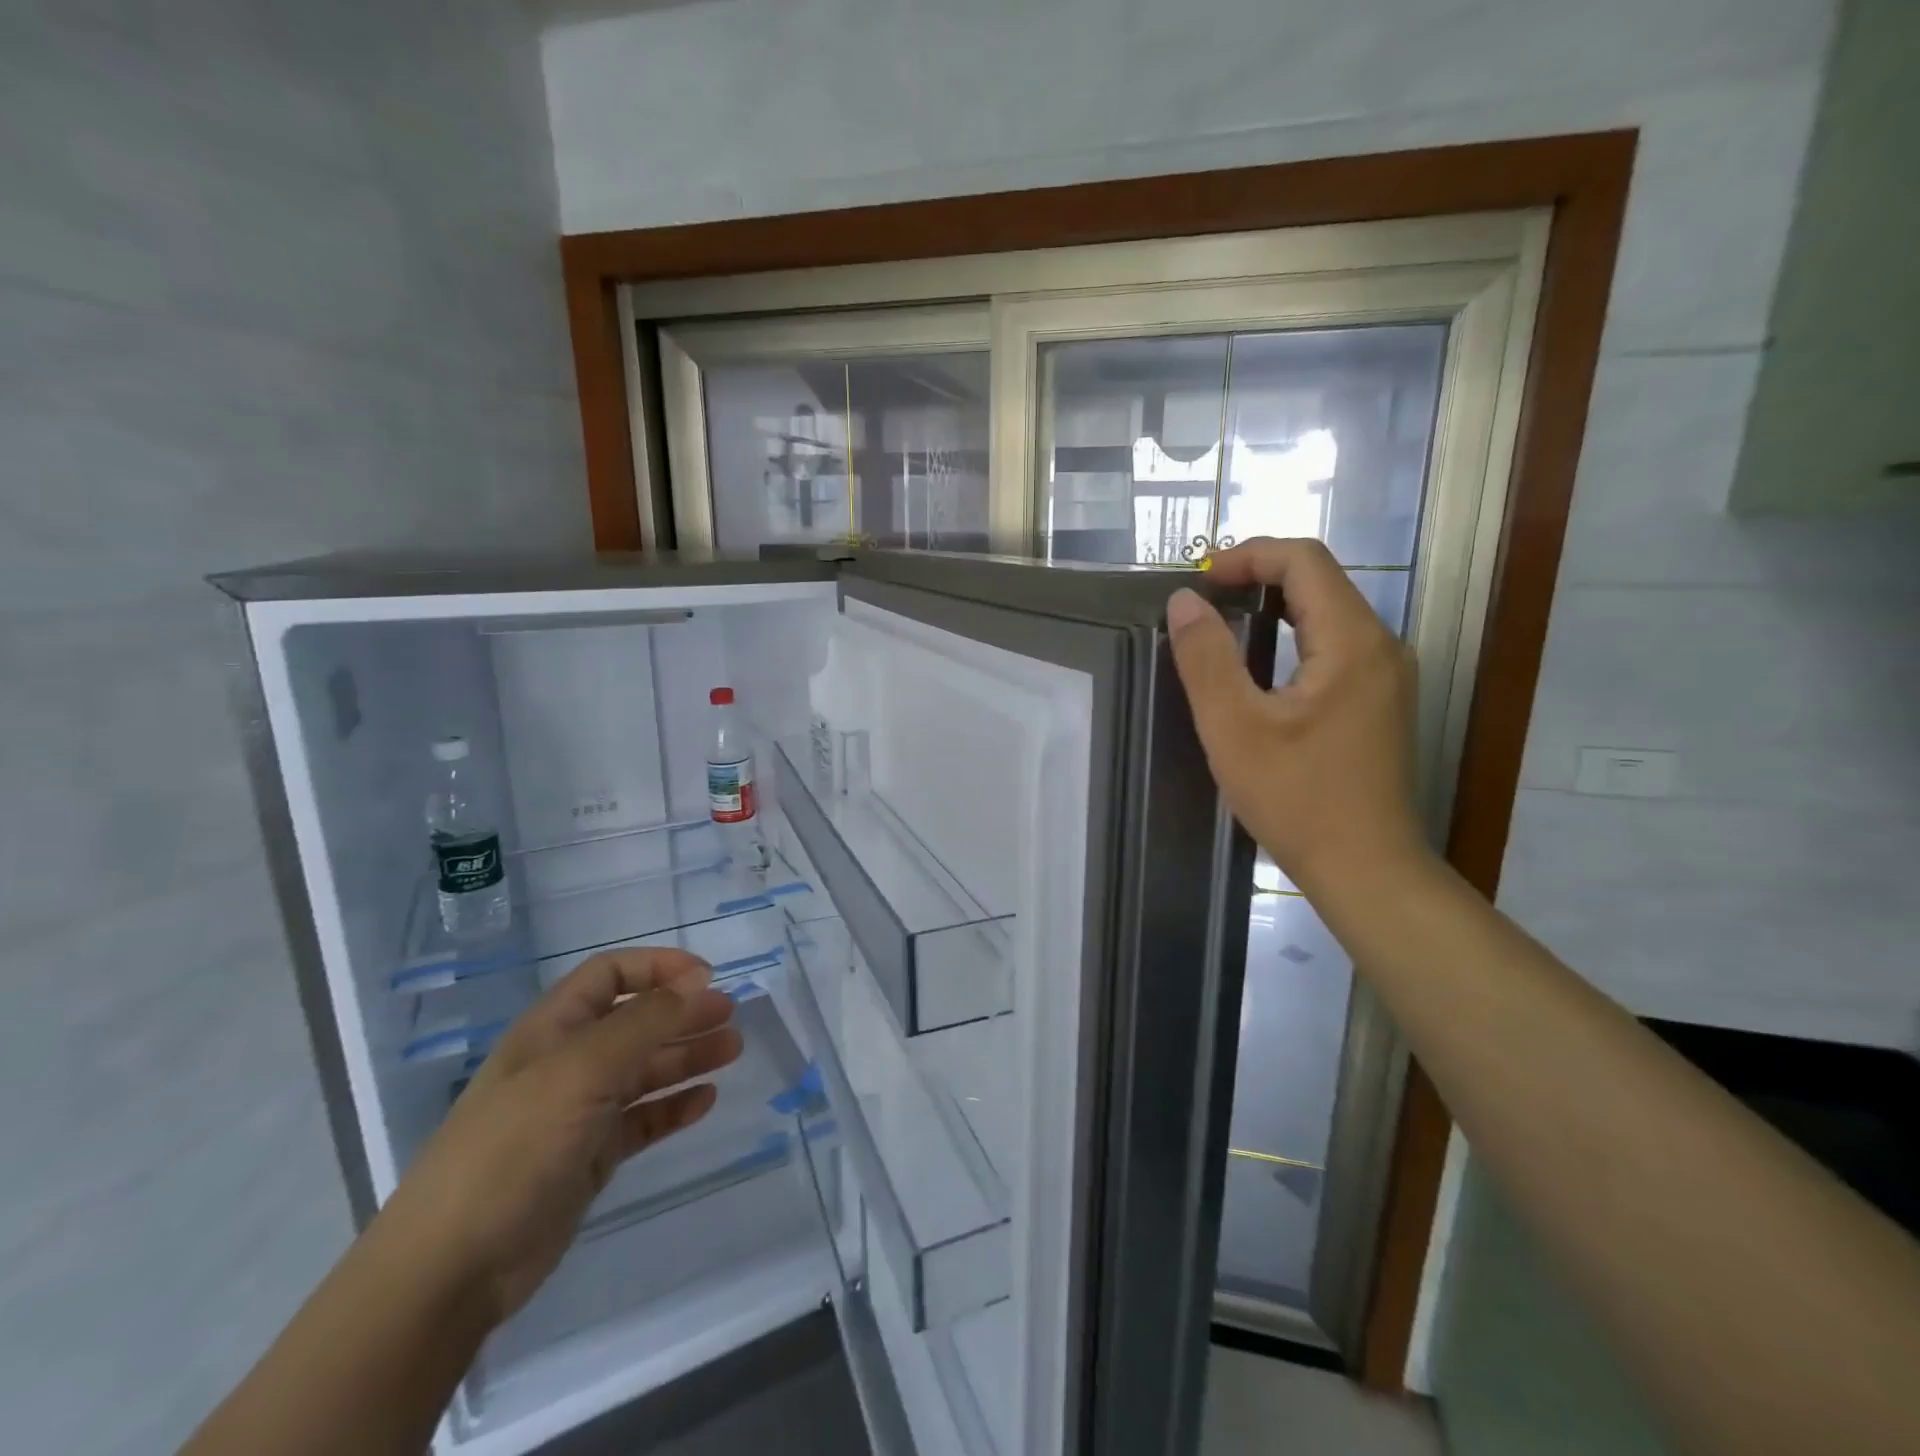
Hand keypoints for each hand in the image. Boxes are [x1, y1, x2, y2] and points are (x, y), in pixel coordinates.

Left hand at [374, 948, 741, 1323]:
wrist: (449, 1270)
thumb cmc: (514, 1148)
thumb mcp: (582, 1070)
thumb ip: (645, 1022)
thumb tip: (699, 981)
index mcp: (552, 1029)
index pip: (610, 975)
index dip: (658, 967)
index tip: (707, 978)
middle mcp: (566, 1063)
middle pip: (635, 1022)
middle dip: (683, 1013)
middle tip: (731, 1017)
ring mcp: (577, 1112)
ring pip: (643, 1070)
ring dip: (687, 1056)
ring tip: (732, 1052)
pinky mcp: (588, 1158)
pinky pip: (641, 1120)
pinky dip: (673, 1108)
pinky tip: (705, 1102)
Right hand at [1167, 537, 1429, 892]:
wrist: (1366, 868)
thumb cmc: (1298, 799)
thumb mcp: (1234, 728)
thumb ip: (1206, 659)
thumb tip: (1184, 601)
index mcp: (1352, 642)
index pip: (1305, 561)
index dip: (1249, 556)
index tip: (1200, 581)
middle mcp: (1382, 646)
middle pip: (1320, 582)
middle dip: (1259, 577)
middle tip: (1204, 602)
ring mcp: (1388, 676)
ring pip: (1329, 613)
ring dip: (1275, 607)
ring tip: (1223, 628)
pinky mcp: (1381, 702)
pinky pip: (1336, 646)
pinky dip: (1294, 637)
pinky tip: (1261, 669)